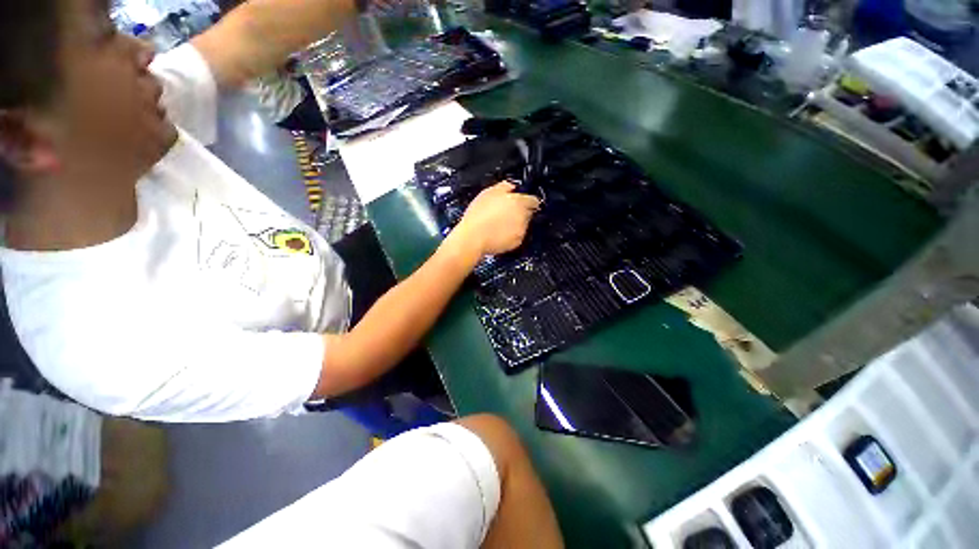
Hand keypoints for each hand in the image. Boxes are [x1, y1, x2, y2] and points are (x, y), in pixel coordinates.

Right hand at [448, 181, 540, 258]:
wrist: (474, 237)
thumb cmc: (478, 215)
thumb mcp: (488, 193)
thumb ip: (504, 187)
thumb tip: (511, 186)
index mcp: (518, 201)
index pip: (534, 200)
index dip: (527, 201)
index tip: (521, 202)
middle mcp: (523, 216)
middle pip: (528, 213)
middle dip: (520, 212)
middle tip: (505, 214)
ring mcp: (521, 230)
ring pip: (522, 225)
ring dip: (515, 224)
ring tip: (499, 225)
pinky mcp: (517, 242)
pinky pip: (517, 237)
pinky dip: (511, 235)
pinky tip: (498, 234)